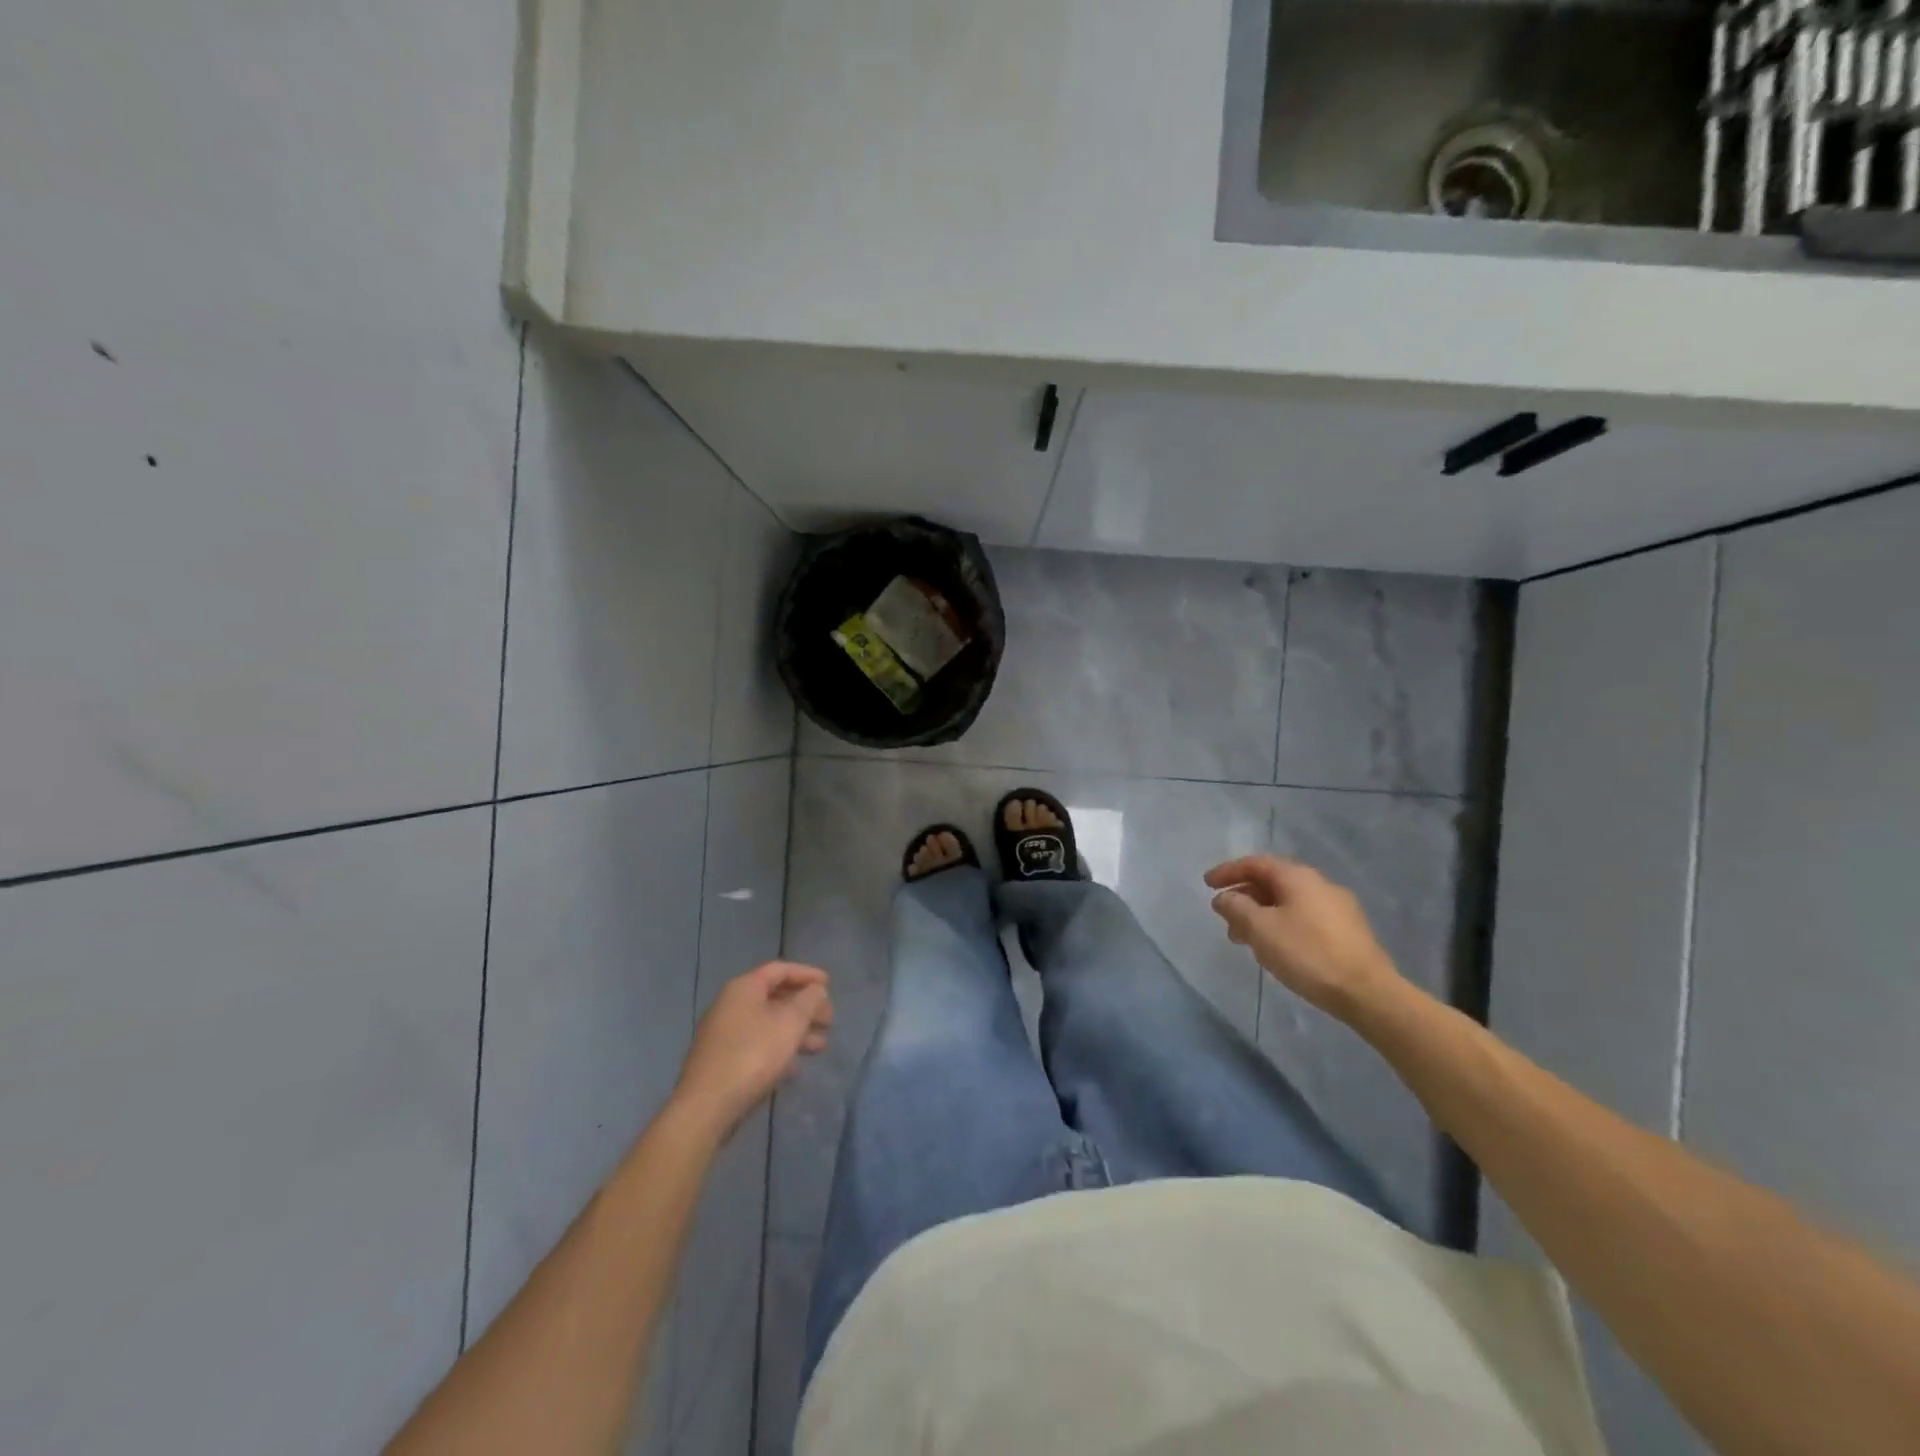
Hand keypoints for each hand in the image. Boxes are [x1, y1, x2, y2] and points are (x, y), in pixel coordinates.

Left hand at [672, 962, 831, 1136]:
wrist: (707, 1106)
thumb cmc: (753, 1055)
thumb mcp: (790, 1023)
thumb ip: (808, 1000)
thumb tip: (815, 990)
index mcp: (744, 988)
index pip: (780, 969)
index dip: (807, 974)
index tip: (830, 984)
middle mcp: (730, 1005)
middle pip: (775, 997)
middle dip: (805, 1007)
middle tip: (829, 1020)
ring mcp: (724, 1035)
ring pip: (768, 1024)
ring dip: (796, 1031)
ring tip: (821, 1046)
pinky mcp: (722, 1061)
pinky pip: (758, 1046)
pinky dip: (779, 1050)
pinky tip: (796, 1068)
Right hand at [1204, 856, 1399, 1018]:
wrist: (1368, 992)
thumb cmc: (1307, 954)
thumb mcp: (1260, 929)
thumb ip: (1236, 908)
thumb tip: (1224, 897)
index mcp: (1298, 877)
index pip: (1255, 863)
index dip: (1228, 871)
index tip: (1207, 884)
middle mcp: (1319, 884)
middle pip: (1272, 882)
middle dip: (1244, 897)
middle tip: (1224, 917)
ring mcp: (1338, 907)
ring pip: (1288, 902)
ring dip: (1262, 914)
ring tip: (1245, 939)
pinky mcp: (1347, 931)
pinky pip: (1304, 917)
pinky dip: (1281, 924)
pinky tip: (1276, 948)